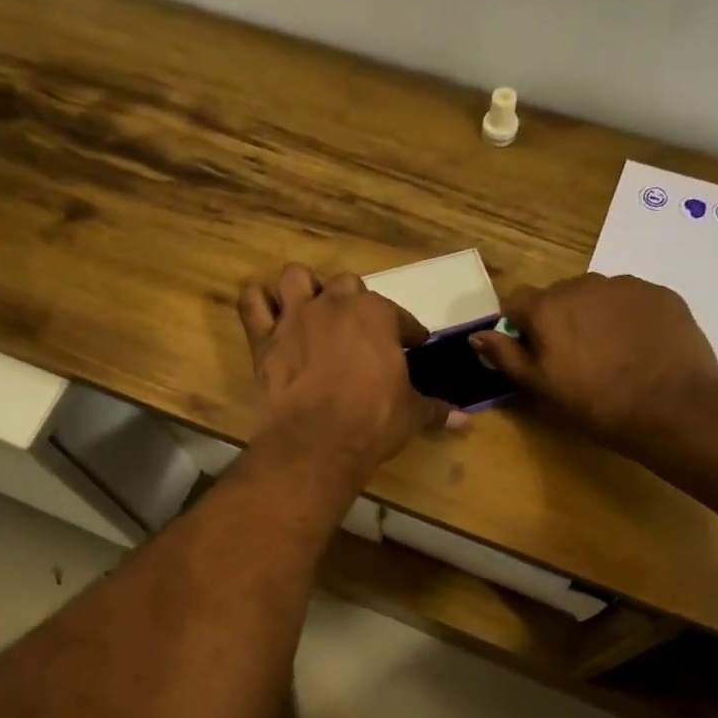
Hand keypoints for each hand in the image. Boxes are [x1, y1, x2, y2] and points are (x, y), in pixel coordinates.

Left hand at [239, 264, 451, 478]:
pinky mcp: (264, 339)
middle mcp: (335, 304)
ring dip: (304, 289)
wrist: (318, 440)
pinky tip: (267, 315)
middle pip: (347, 286)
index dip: (407, 330)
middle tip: (358, 330)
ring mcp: (296, 317)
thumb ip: (436, 409)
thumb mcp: (411, 414)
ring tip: (310, 309)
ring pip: (296, 278)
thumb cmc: (373, 420)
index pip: (399, 316)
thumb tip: (464, 420)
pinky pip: (252, 304)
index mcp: (377, 315)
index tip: (412, 343)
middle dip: (354, 303)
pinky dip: (258, 305)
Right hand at [471, 274, 717, 448]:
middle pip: (559, 297)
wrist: (672, 406)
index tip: (534, 354)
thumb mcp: (541, 386)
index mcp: (547, 307)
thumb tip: (476, 335)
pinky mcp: (660, 293)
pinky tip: (640, 349)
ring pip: (597, 296)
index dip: (521, 328)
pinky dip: (628, 318)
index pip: (517, 303)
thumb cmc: (596, 402)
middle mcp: (583, 284)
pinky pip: (631, 300)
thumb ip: (506, 356)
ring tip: (612, 354)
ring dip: (595, 317)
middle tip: (575, 359)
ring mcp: (626, 285)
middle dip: (560, 320)